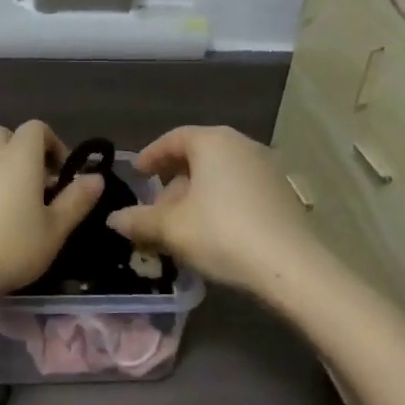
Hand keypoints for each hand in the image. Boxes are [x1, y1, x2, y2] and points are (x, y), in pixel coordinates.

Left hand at [0, 122, 105, 306]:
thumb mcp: (54, 231)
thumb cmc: (9, 248)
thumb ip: (76, 200)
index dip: (52, 146)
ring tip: (1, 191)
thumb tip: (96, 176)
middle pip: (8, 135)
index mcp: (20, 155)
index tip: (59, 177)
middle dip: (23, 153)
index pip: (38, 129)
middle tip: (32, 188)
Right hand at [106, 126, 319, 294]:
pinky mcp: (282, 192)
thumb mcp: (171, 229)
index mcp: (213, 142)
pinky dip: (220, 200)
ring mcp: (267, 168)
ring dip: (196, 193)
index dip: (151, 155)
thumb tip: (113, 219)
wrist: (292, 267)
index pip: (174, 138)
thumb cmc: (222, 234)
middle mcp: (242, 145)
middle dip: (173, 178)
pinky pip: (240, 187)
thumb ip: (138, 220)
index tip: (136, 174)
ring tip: (181, 223)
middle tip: (156, 204)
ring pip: (220, 173)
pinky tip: (212, 230)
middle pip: (199, 154)